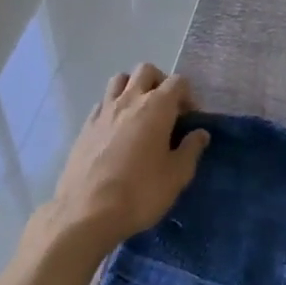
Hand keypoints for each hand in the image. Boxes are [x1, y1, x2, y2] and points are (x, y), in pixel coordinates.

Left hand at [48, 65, 209, 255]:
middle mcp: (129, 100)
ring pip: (120, 80)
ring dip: (133, 88)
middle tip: (166, 109)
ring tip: (140, 113)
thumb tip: (200, 133)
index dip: (188, 96)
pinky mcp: (85, 126)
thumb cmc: (139, 193)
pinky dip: (113, 107)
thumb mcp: (176, 176)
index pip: (178, 82)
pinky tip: (117, 130)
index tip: (190, 119)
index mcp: (157, 107)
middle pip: (146, 71)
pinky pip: (102, 102)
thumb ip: (191, 149)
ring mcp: (104, 111)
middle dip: (160, 82)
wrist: (85, 213)